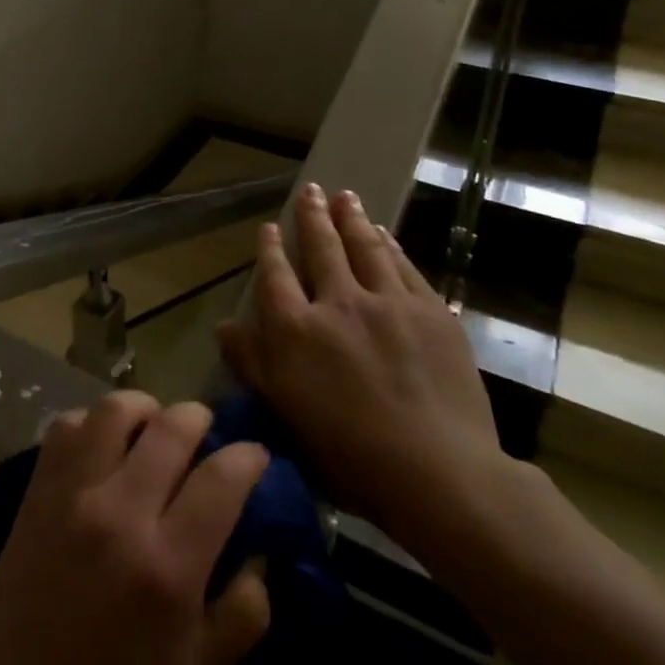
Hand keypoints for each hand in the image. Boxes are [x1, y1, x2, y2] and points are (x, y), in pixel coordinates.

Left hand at [0, 392, 271, 664]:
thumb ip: (241, 615)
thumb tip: (260, 555)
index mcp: (167, 567)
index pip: (220, 480)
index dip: (248, 457)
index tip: (256, 454)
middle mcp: (119, 514)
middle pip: (170, 429)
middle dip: (199, 419)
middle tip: (207, 432)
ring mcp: (71, 496)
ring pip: (114, 411)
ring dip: (144, 409)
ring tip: (153, 427)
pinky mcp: (36, 492)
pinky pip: (66, 427)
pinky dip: (92, 423)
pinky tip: (102, 446)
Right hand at [217, 183, 511, 567]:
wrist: (439, 473)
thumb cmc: (349, 455)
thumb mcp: (284, 414)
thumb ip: (253, 364)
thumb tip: (225, 326)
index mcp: (296, 330)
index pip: (276, 276)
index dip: (270, 249)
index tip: (269, 227)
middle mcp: (338, 303)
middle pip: (322, 248)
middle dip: (313, 216)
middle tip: (311, 190)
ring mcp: (388, 303)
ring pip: (365, 247)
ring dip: (352, 219)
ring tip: (344, 196)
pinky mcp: (430, 311)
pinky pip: (404, 266)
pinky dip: (390, 245)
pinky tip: (384, 234)